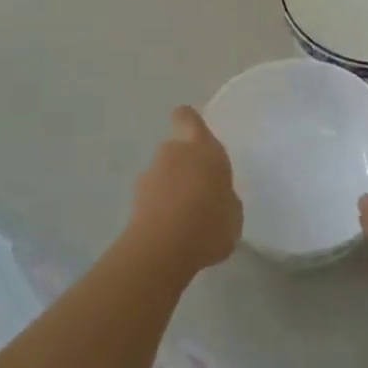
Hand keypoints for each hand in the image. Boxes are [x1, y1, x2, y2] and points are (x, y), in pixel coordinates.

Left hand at [129, 107, 242, 274]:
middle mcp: (174, 153)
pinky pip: (152, 197)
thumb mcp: (233, 213)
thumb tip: (216, 197)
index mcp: (203, 148)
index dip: (188, 121)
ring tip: (184, 220)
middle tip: (198, 193)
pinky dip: (158, 208)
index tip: (191, 132)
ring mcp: (150, 174)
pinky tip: (170, 233)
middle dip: (184, 167)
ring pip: (162, 174)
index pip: (188, 118)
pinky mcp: (134, 199)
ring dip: (170, 188)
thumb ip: (224, 197)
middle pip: (176, 150)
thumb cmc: (209, 223)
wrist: (162, 249)